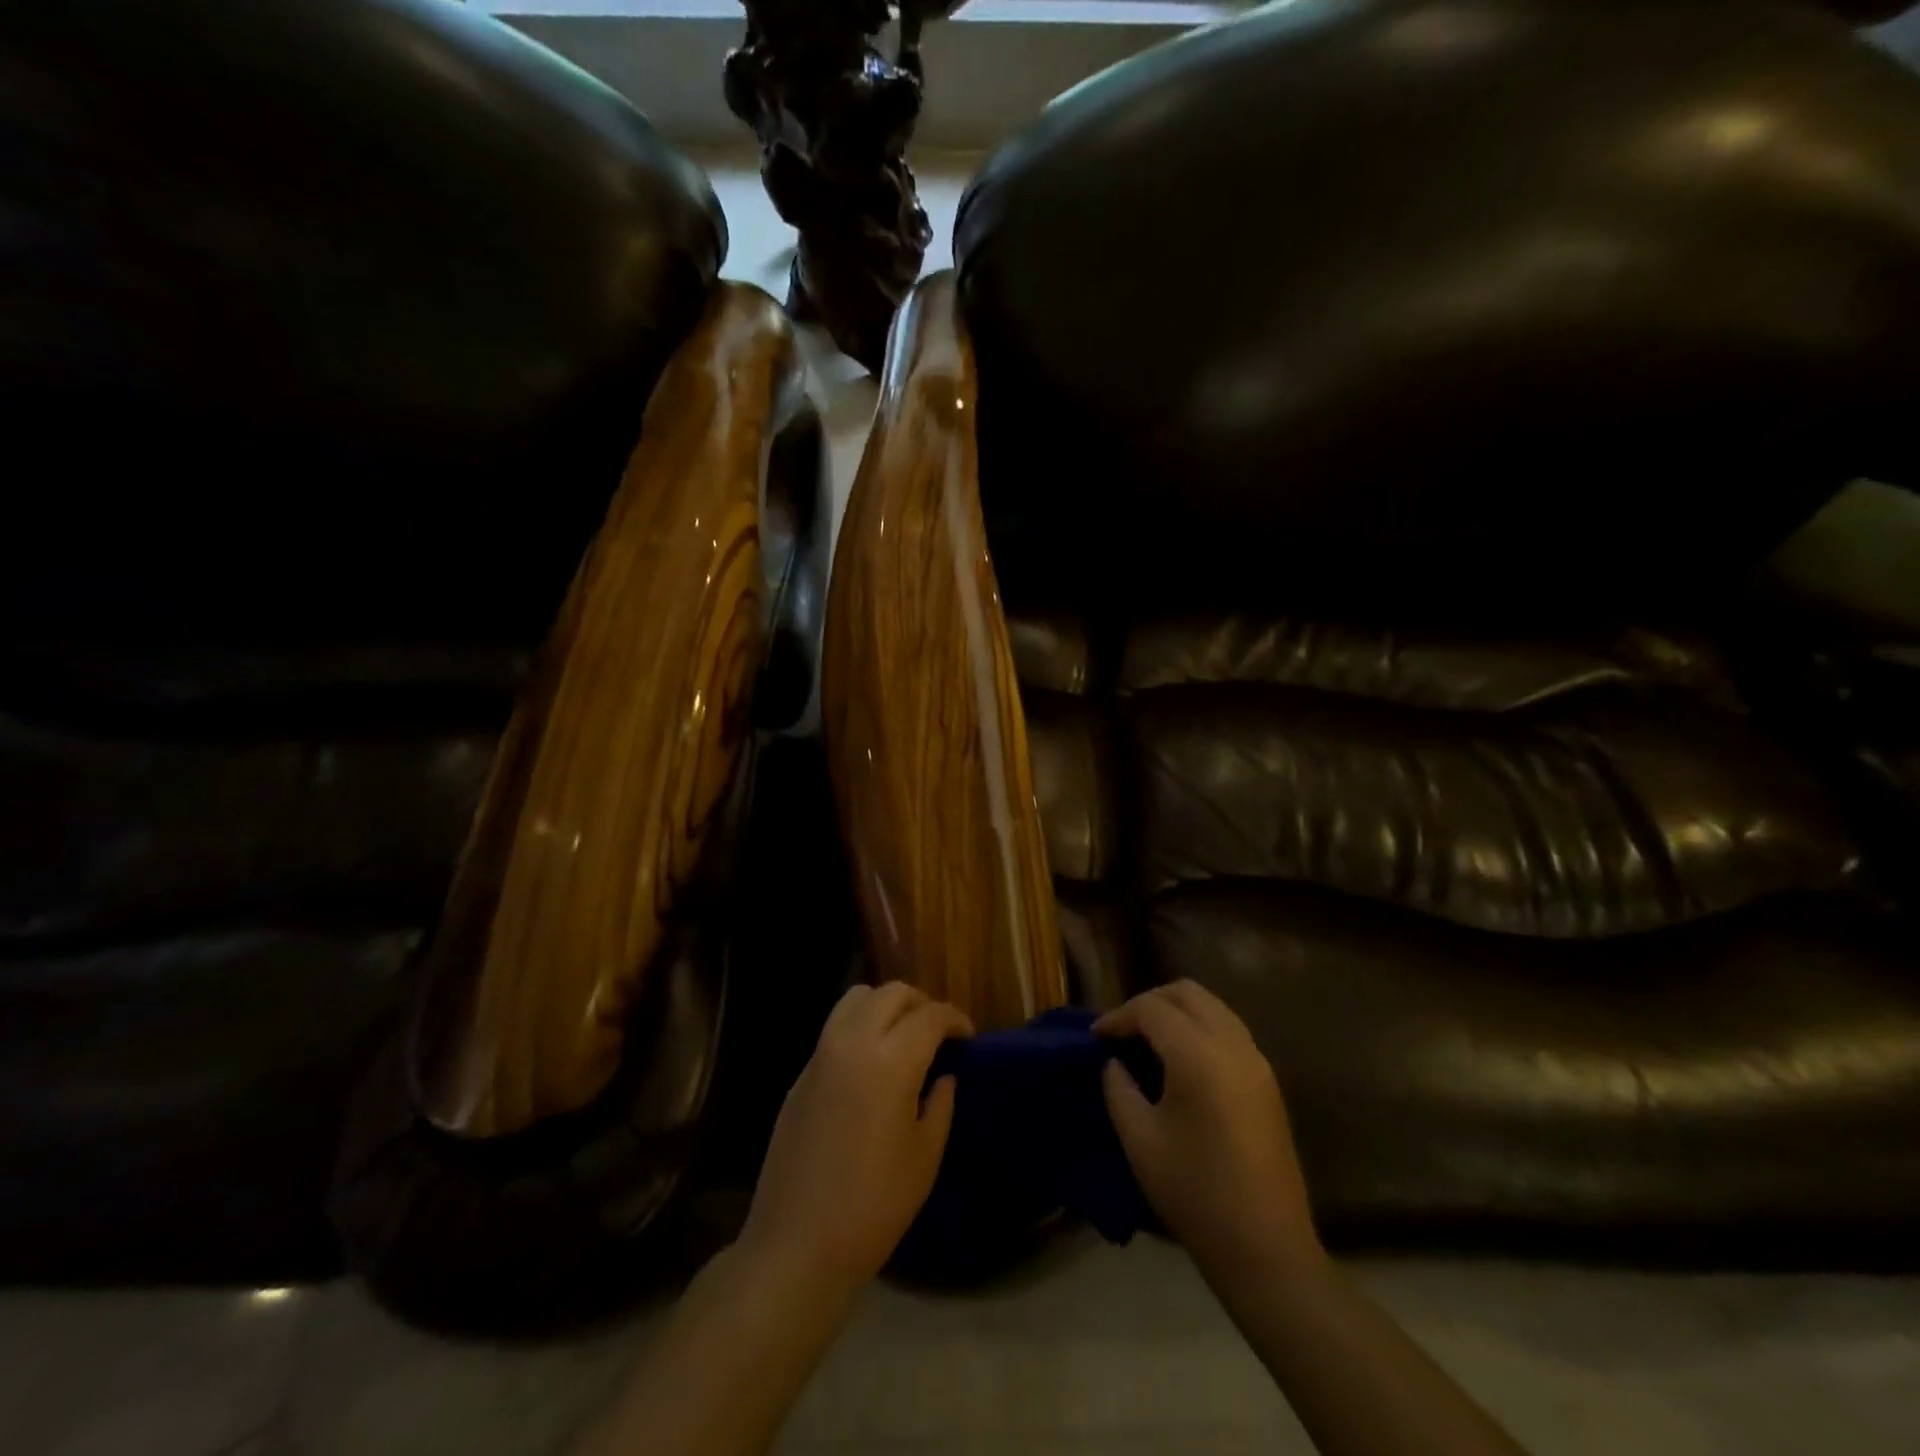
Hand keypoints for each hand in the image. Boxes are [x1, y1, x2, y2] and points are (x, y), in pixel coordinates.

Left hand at [739, 982, 971, 1297]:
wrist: (797, 1245)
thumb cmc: (874, 1205)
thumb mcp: (924, 1156)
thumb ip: (940, 1104)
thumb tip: (943, 1075)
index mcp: (891, 1061)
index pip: (930, 1015)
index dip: (955, 1019)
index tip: (967, 1036)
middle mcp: (853, 1042)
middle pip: (891, 993)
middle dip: (920, 1003)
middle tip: (936, 1034)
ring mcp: (820, 1055)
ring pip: (856, 999)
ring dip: (885, 1005)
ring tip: (901, 1037)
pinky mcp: (800, 1075)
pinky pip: (834, 1028)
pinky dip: (859, 1027)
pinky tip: (869, 1065)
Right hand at [1097, 980, 1321, 1284]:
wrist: (1266, 1250)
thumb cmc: (1194, 1194)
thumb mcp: (1139, 1140)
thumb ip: (1118, 1088)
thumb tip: (1114, 1062)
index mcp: (1199, 1056)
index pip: (1151, 1009)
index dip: (1118, 1017)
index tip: (1095, 1038)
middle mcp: (1233, 1045)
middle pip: (1187, 992)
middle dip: (1149, 1002)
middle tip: (1122, 1032)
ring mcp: (1256, 1061)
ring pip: (1212, 1006)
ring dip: (1177, 1012)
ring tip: (1147, 1043)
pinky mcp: (1268, 1080)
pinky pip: (1228, 1029)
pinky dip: (1199, 1028)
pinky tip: (1179, 1061)